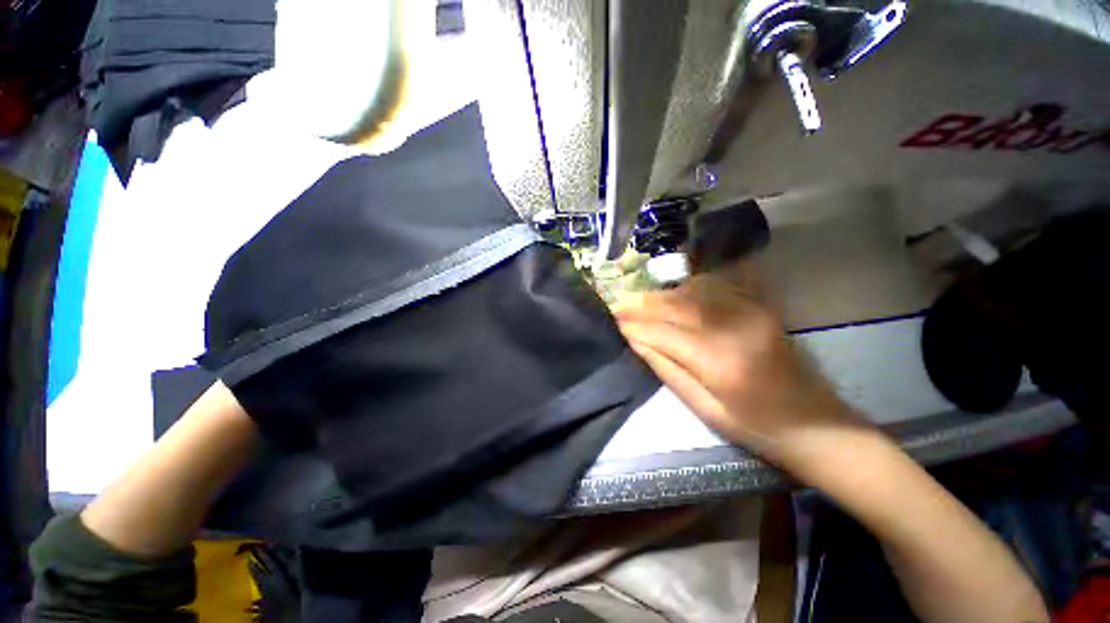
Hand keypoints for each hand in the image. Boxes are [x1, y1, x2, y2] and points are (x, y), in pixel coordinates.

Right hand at [611, 264, 853, 463]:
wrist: (815, 423)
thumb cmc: (755, 426)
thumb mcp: (703, 408)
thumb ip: (666, 369)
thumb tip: (635, 341)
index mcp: (719, 361)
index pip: (663, 333)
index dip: (635, 326)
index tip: (613, 321)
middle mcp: (734, 328)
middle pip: (676, 306)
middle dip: (642, 305)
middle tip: (618, 305)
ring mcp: (751, 312)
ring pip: (692, 291)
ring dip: (662, 295)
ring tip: (641, 302)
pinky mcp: (760, 308)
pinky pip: (717, 286)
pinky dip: (688, 287)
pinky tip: (675, 295)